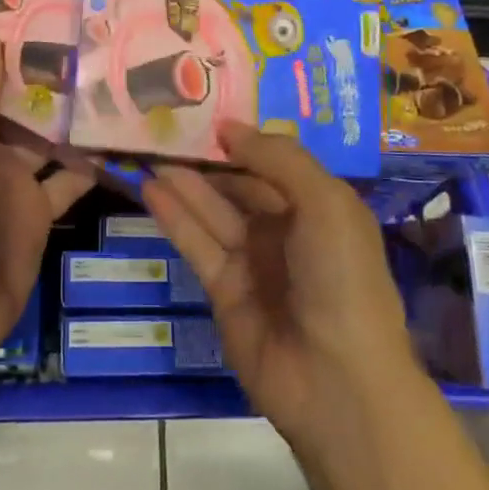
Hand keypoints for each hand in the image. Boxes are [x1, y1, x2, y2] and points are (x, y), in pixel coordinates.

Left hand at [0, 23, 92, 402]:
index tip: (33, 1)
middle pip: (13, 93)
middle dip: (47, 66)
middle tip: (96, 31)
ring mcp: (11, 175)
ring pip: (47, 131)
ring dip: (75, 110)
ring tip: (120, 74)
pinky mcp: (38, 207)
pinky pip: (70, 175)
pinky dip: (94, 159)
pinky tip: (127, 137)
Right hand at [142, 123, 415, 468]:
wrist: (336, 379)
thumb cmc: (341, 277)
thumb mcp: (324, 203)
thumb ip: (278, 159)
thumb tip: (230, 127)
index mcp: (319, 207)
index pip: (274, 163)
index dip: (242, 139)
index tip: (204, 110)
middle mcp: (286, 230)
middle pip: (239, 185)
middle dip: (206, 159)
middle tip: (162, 127)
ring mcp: (254, 262)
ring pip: (212, 211)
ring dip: (183, 182)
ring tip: (147, 150)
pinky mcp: (224, 291)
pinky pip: (197, 244)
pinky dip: (174, 217)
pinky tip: (149, 189)